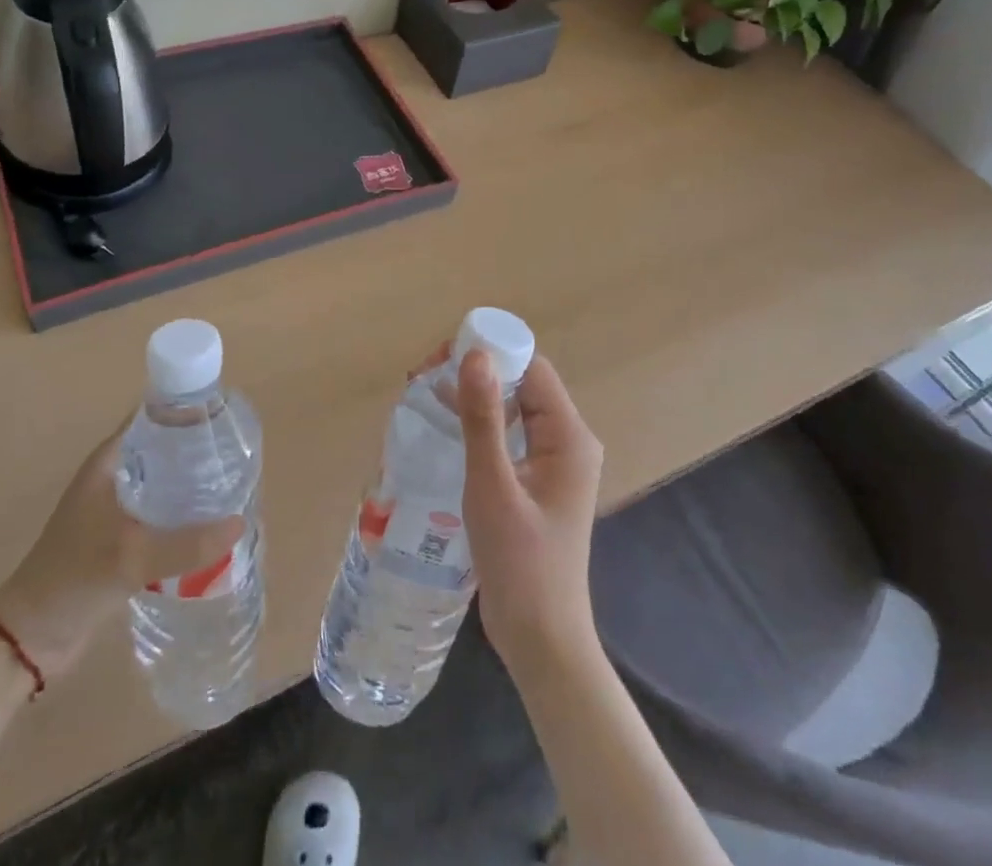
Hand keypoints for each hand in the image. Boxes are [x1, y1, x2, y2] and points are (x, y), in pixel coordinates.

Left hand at [0, 418, 243, 679]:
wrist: (29, 637)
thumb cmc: (73, 578)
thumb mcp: (132, 556)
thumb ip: (186, 543)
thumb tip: (239, 523)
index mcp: (109, 460)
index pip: (154, 417)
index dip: (188, 412)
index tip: (224, 418)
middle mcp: (114, 476)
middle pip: (164, 450)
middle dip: (198, 451)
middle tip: (238, 457)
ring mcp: (117, 508)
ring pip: (164, 484)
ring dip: (192, 487)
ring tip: (232, 489)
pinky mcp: (122, 538)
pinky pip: (161, 515)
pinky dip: (183, 516)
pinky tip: (210, 527)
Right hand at [457, 349, 605, 677]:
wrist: (541, 640)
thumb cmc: (520, 564)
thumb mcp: (493, 486)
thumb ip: (483, 418)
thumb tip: (473, 355)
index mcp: (568, 436)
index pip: (531, 368)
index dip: (490, 351)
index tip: (441, 356)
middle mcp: (566, 440)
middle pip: (522, 383)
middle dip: (476, 371)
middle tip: (424, 375)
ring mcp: (552, 462)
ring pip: (512, 407)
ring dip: (473, 395)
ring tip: (425, 392)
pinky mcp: (535, 481)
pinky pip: (508, 434)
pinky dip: (479, 422)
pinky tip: (444, 424)